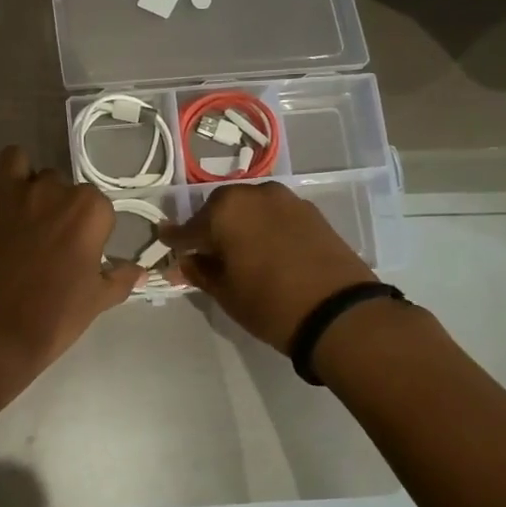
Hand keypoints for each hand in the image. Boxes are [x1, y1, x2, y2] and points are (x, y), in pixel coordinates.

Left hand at [0, 146, 140, 370]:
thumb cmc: (52, 317)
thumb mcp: (97, 301)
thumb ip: (120, 279)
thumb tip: (139, 272)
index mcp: (87, 209)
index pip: (97, 204)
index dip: (90, 227)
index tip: (81, 250)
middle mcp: (48, 189)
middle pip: (56, 182)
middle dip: (53, 202)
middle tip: (45, 237)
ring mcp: (5, 191)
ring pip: (14, 160)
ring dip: (17, 177)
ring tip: (14, 207)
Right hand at [162, 182, 377, 349]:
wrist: (340, 312)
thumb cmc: (270, 303)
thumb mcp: (225, 292)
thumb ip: (200, 271)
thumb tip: (185, 262)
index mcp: (224, 210)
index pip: (188, 227)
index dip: (175, 240)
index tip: (165, 243)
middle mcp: (253, 194)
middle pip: (220, 209)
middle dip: (209, 228)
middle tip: (204, 252)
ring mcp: (286, 200)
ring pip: (249, 209)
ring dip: (238, 225)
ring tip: (236, 251)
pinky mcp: (311, 212)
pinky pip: (274, 215)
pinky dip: (264, 227)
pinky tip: (264, 248)